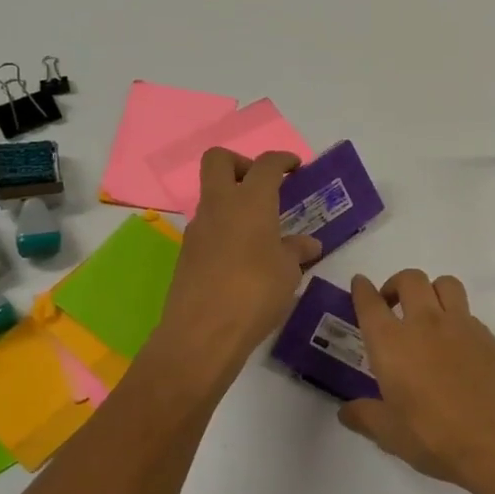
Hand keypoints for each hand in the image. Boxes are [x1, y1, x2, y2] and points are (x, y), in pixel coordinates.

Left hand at [157, 149, 321, 373]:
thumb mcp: (288, 272)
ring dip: (234, 202)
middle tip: (263, 186)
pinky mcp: (187, 254)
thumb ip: (296, 251)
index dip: (282, 160)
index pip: (266, 165)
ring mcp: (198, 229)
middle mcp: (219, 206)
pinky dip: (226, 231)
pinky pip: (208, 228)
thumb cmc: (255, 293)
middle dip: (242, 163)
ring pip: (212, 197)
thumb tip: (308, 244)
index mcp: (250, 202)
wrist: (202, 333)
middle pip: (219, 160)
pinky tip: (244, 259)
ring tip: (261, 232)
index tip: (295, 167)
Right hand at [339, 268, 494, 493]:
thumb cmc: (437, 438)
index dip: (362, 290)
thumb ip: (365, 417)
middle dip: (396, 284)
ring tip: (428, 313)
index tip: (360, 284)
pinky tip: (457, 347)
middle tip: (392, 305)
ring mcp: (462, 325)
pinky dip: (457, 319)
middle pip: (410, 279)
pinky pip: (469, 313)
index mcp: (392, 344)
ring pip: (445, 284)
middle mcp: (425, 323)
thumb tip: (346, 411)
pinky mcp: (489, 336)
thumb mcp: (390, 435)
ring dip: (431, 290)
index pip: (370, 303)